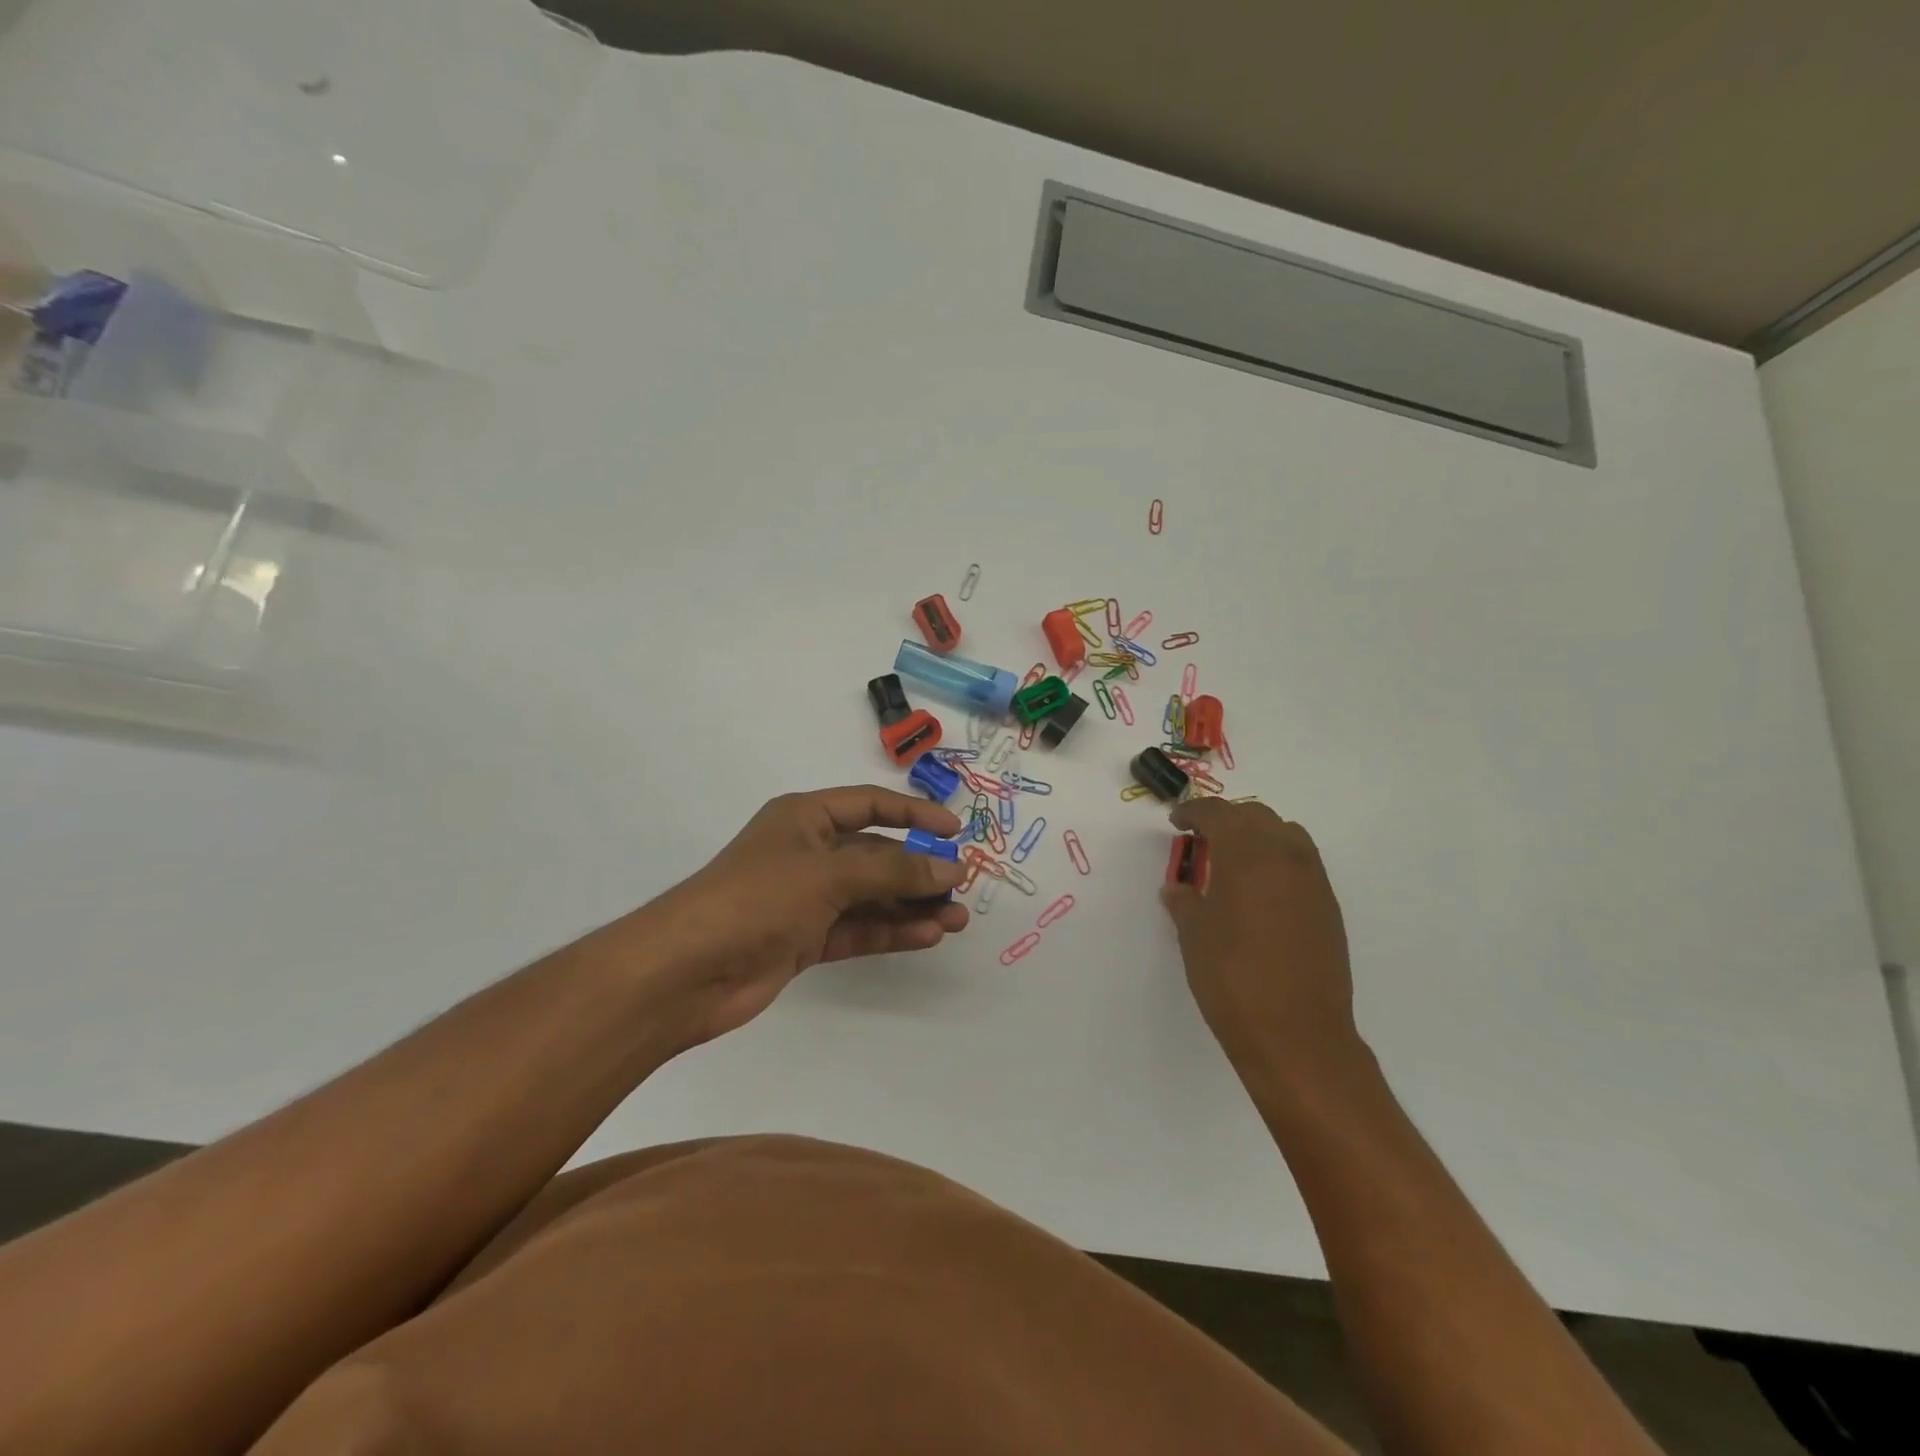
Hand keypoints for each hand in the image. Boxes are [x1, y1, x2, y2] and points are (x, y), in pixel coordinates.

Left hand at [634, 786, 969, 1049]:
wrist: (686, 972)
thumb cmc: (757, 898)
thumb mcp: (830, 873)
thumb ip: (894, 869)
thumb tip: (952, 867)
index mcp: (805, 818)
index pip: (870, 804)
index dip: (913, 814)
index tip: (953, 832)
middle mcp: (808, 853)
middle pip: (876, 854)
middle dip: (919, 869)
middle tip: (962, 887)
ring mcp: (807, 899)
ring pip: (872, 896)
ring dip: (913, 905)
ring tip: (957, 919)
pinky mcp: (806, 939)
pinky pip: (859, 929)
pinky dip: (892, 931)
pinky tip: (927, 936)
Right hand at [1160, 798, 1362, 1091]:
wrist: (1297, 1035)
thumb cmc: (1233, 978)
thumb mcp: (1194, 935)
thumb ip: (1184, 901)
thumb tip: (1178, 888)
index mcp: (1248, 855)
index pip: (1218, 813)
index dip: (1193, 812)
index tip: (1177, 821)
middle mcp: (1286, 857)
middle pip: (1256, 815)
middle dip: (1226, 819)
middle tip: (1201, 840)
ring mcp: (1313, 881)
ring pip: (1286, 834)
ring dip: (1257, 835)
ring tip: (1233, 861)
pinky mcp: (1328, 907)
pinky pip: (1301, 863)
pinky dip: (1277, 860)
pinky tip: (1259, 892)